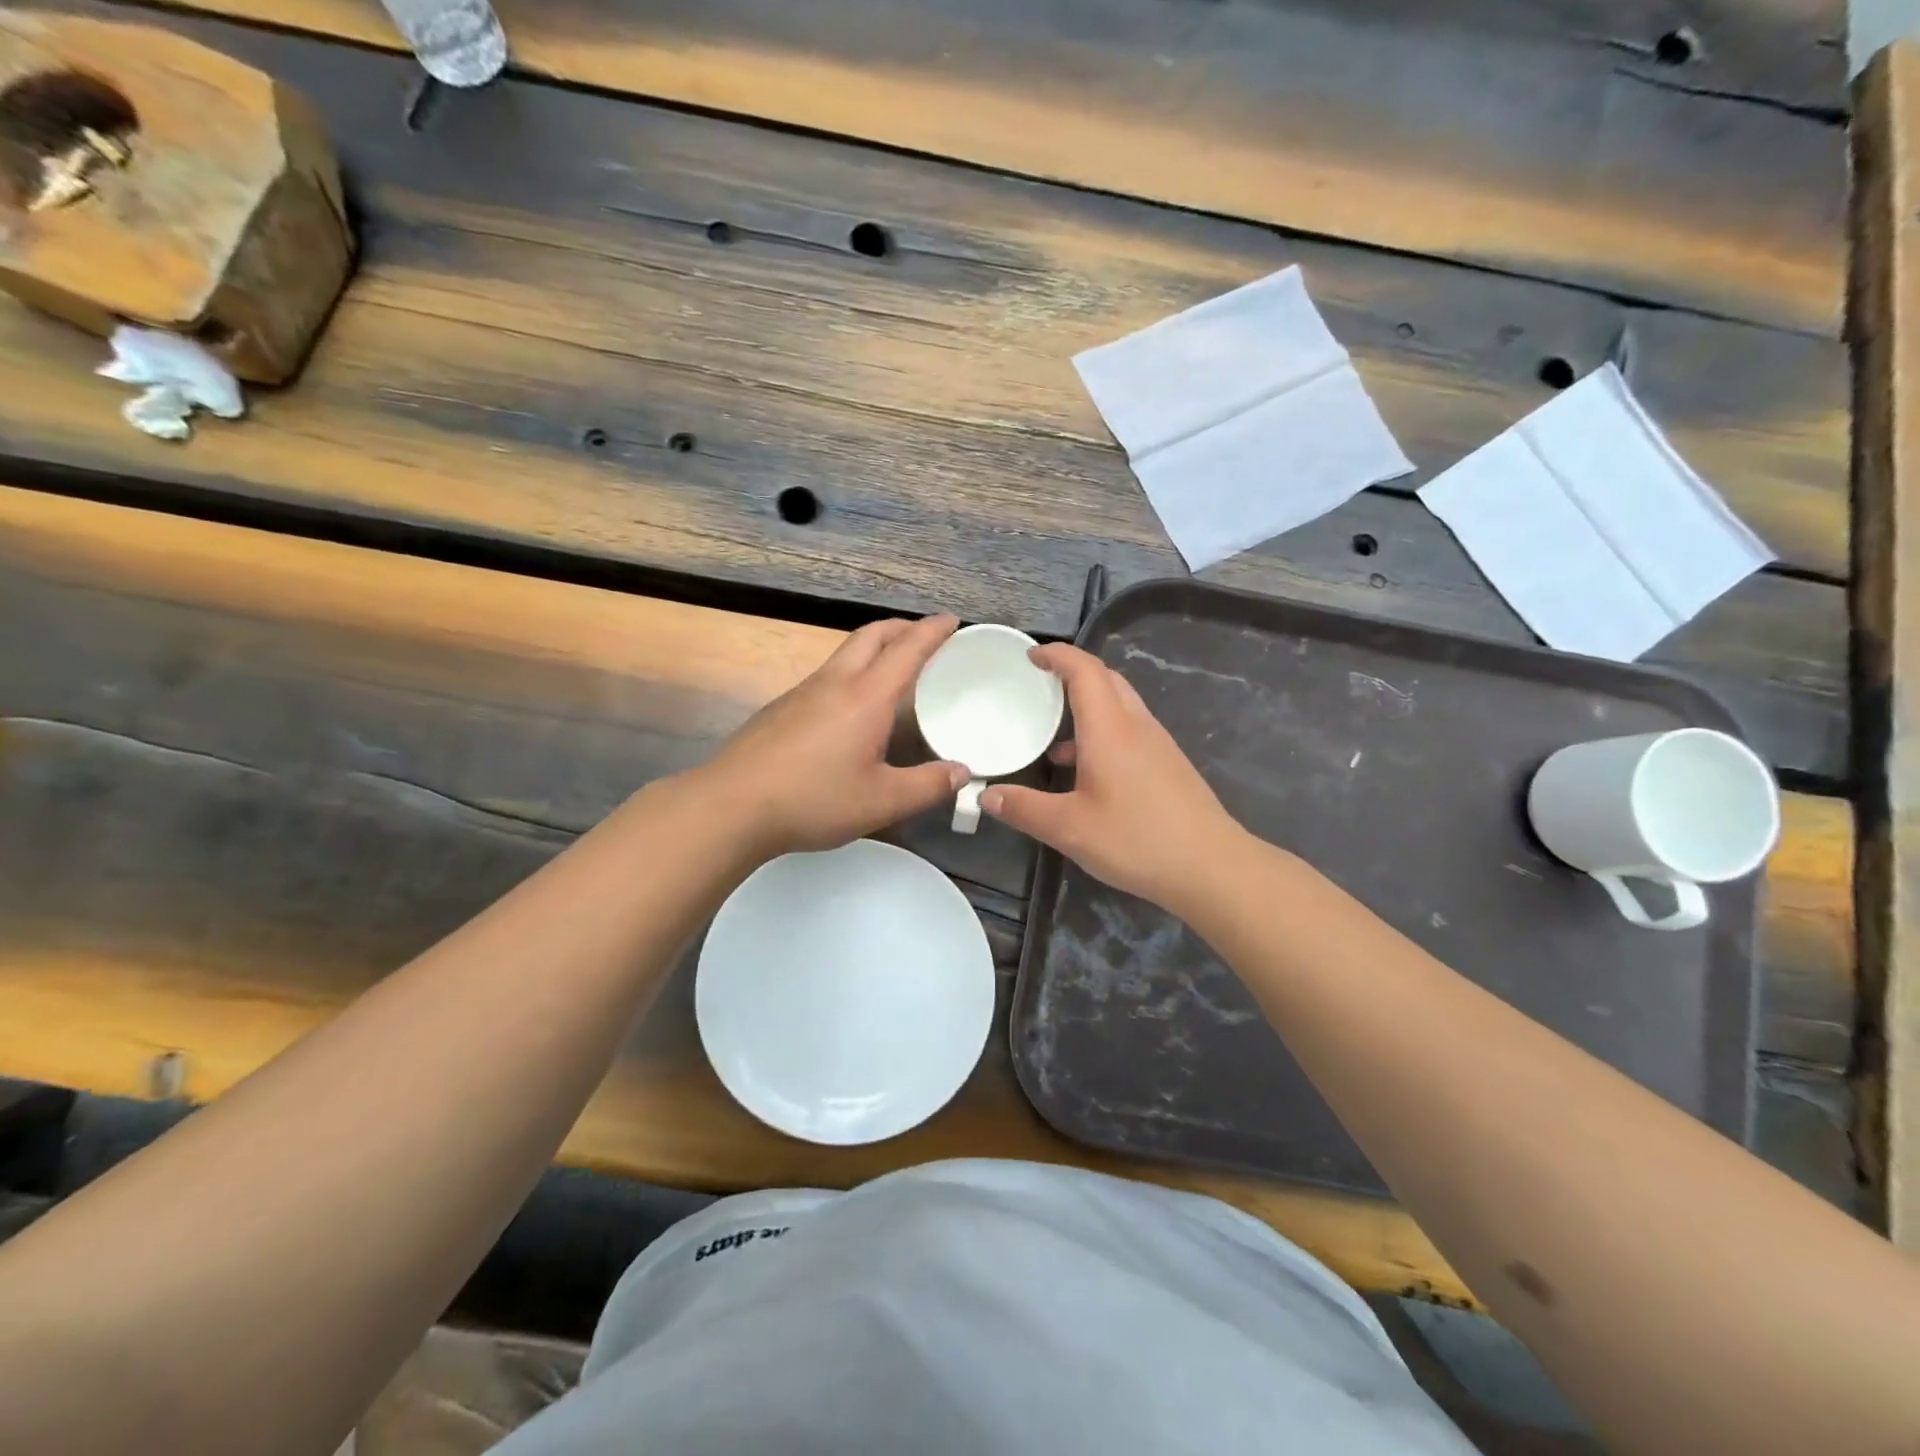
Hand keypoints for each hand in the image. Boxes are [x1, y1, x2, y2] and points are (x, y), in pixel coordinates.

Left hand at [700, 613, 968, 856]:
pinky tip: (851, 708)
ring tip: (892, 668)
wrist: (731, 806)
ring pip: (844, 653)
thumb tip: (962, 773)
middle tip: (924, 635)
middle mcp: (834, 683)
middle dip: (901, 627)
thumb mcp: (881, 801)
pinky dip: (851, 673)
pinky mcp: (780, 709)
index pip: (906, 650)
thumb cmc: (813, 800)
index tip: (951, 620)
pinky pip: (826, 676)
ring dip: (874, 647)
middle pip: (871, 635)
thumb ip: (927, 786)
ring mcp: (802, 693)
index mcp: (865, 698)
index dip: (932, 631)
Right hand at [981, 644, 1242, 909]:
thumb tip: (986, 796)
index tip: (1031, 656)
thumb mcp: (1069, 828)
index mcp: (1110, 728)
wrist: (1211, 866)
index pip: (1084, 670)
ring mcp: (1157, 744)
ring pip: (1120, 705)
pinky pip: (1130, 730)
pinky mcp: (1168, 765)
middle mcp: (1136, 726)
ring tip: (1053, 731)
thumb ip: (1024, 809)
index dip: (1057, 655)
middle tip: (1040, 684)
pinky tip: (1085, 771)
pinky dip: (1103, 732)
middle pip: (1106, 679)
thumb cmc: (1136, 839)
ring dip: (1088, 705)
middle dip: (1073, 673)